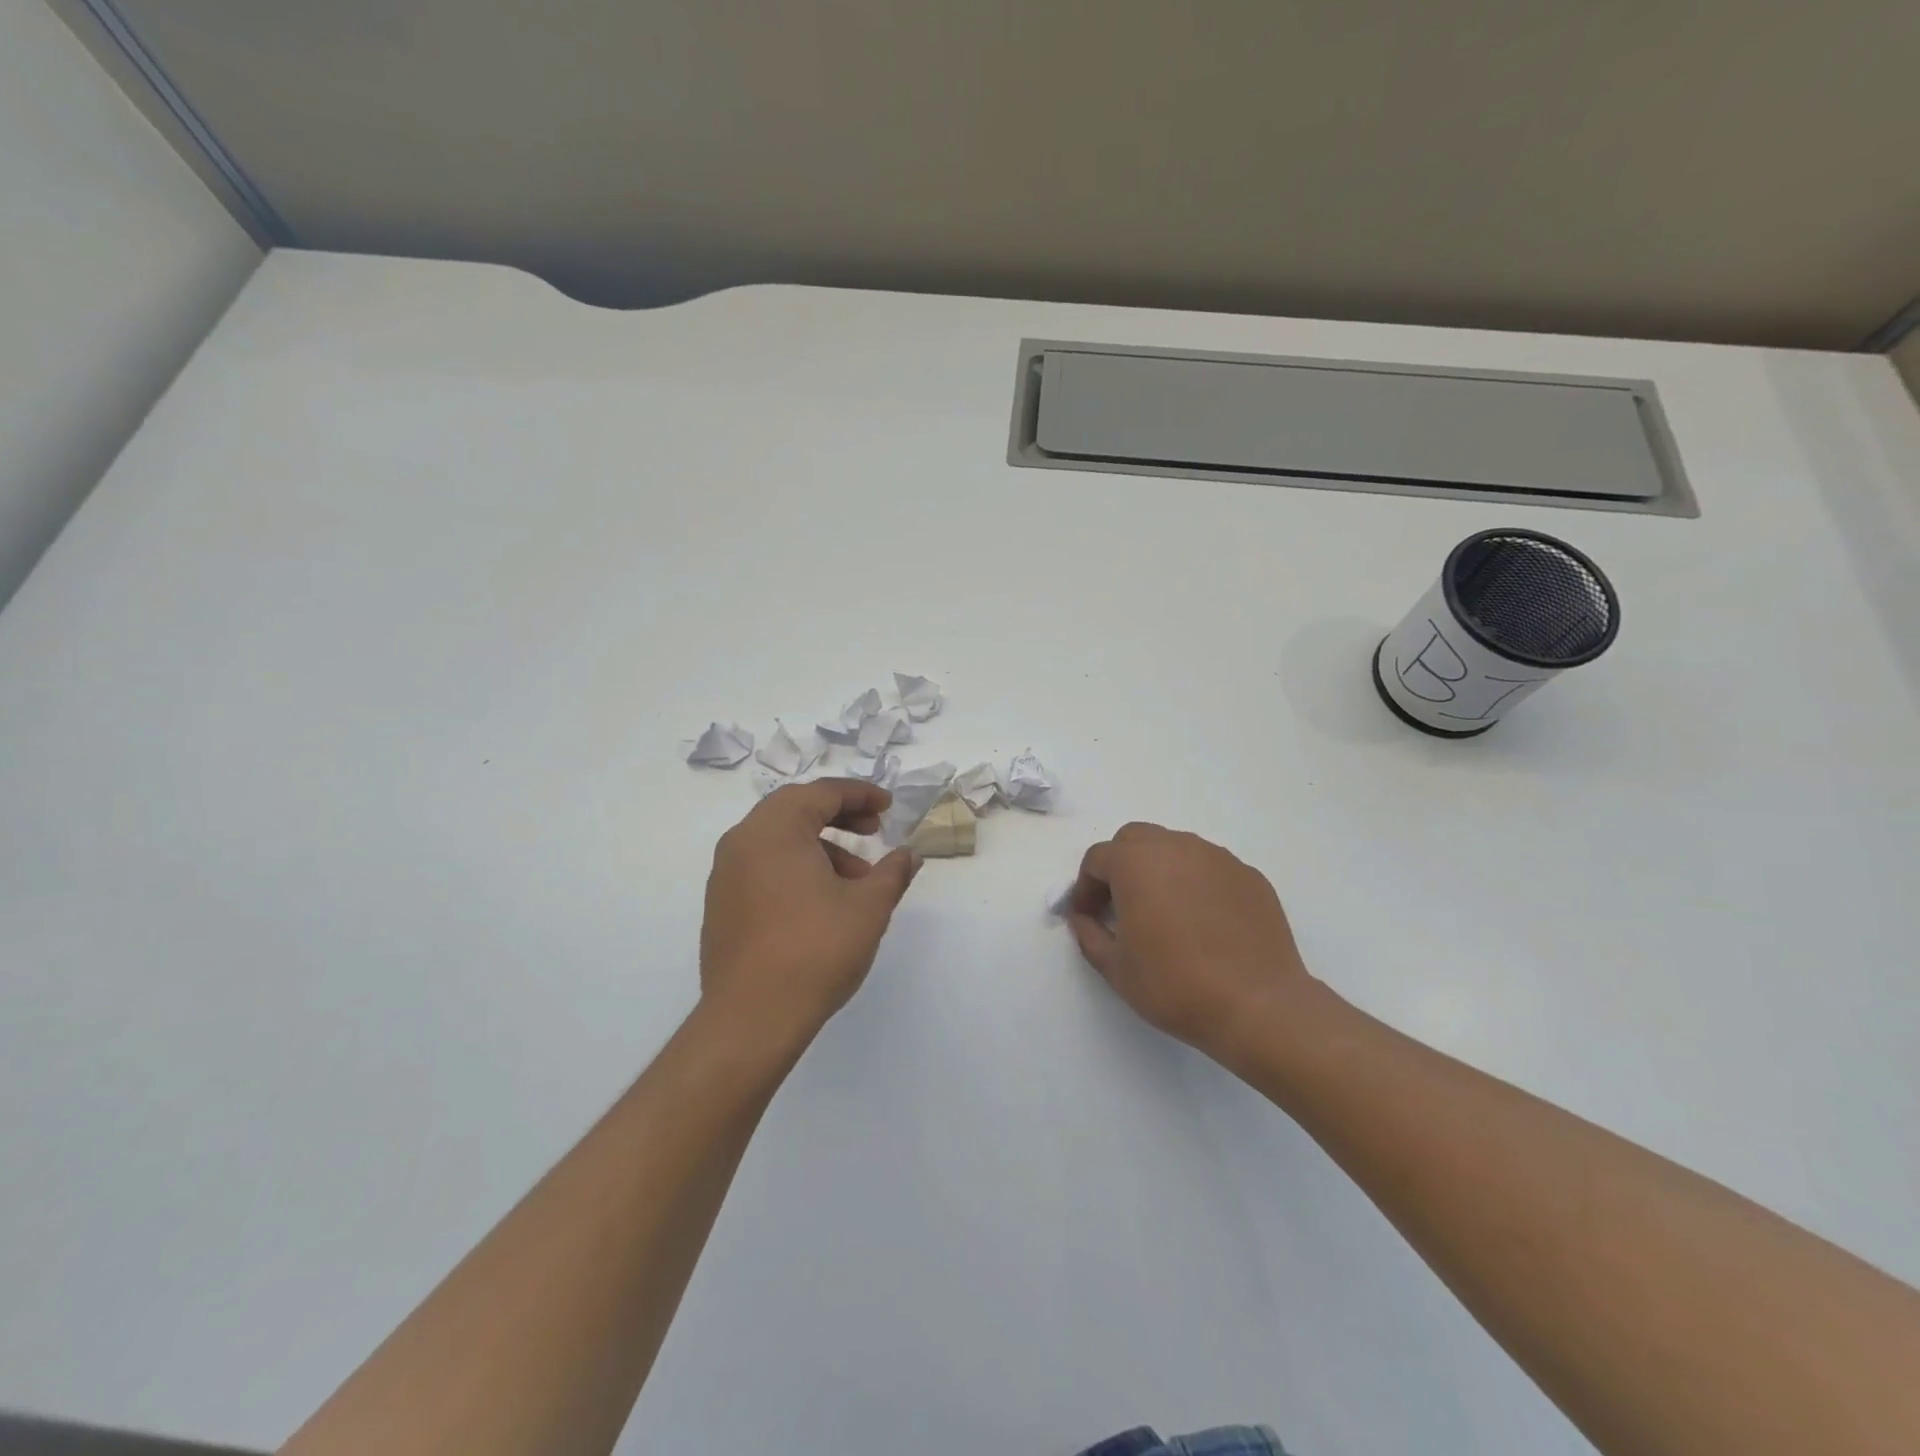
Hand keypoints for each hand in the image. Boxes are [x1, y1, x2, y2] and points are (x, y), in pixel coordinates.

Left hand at [700, 779, 921, 1053]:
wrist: (752, 1019)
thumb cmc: (815, 951)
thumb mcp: (869, 907)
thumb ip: (892, 872)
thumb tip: (909, 855)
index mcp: (774, 830)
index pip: (821, 793)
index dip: (860, 795)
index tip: (888, 806)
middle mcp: (742, 842)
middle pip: (795, 809)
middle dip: (839, 815)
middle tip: (874, 830)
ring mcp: (725, 874)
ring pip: (778, 839)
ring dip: (820, 846)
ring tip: (856, 881)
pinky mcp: (721, 904)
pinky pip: (762, 866)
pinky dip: (796, 866)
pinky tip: (822, 901)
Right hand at [1068, 822, 1315, 1061]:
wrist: (1258, 1005)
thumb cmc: (1175, 984)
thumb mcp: (1116, 968)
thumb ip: (1089, 935)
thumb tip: (1083, 918)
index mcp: (1135, 863)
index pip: (1097, 859)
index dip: (1086, 887)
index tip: (1088, 917)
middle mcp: (1175, 847)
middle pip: (1135, 840)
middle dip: (1121, 865)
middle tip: (1122, 905)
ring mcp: (1217, 858)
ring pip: (1175, 848)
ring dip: (1159, 870)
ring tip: (1164, 912)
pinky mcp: (1249, 875)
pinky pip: (1210, 868)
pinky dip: (1196, 883)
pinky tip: (1203, 922)